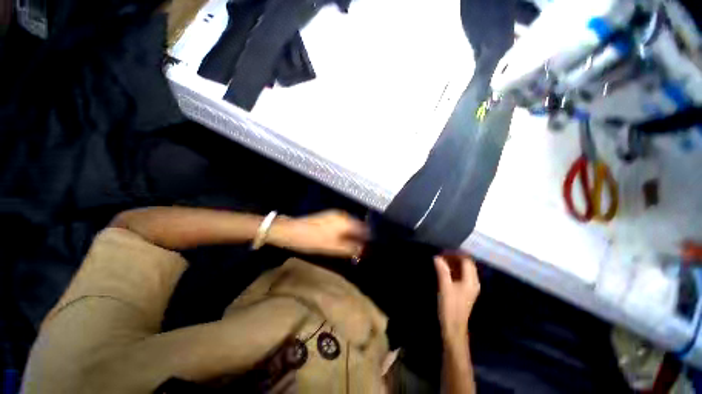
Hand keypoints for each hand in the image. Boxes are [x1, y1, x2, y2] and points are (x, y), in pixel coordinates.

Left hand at [268, 210, 367, 257]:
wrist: (291, 231)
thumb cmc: (313, 240)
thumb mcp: (333, 247)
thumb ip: (350, 248)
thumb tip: (363, 250)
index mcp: (346, 221)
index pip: (364, 229)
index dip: (368, 240)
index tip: (368, 250)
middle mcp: (343, 215)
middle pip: (358, 226)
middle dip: (361, 238)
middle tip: (360, 251)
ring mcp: (335, 215)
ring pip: (351, 226)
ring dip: (353, 236)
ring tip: (352, 248)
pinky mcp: (329, 217)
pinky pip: (344, 225)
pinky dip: (346, 233)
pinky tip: (343, 241)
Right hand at [434, 255, 479, 343]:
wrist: (454, 328)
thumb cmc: (450, 307)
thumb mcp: (445, 287)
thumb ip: (442, 271)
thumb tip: (437, 257)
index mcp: (471, 281)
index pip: (467, 261)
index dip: (455, 254)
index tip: (443, 252)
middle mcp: (473, 282)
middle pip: (467, 264)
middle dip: (454, 258)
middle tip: (440, 256)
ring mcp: (470, 287)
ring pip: (463, 270)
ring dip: (453, 264)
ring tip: (440, 261)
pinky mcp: (464, 291)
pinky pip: (461, 275)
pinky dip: (453, 270)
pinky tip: (444, 270)